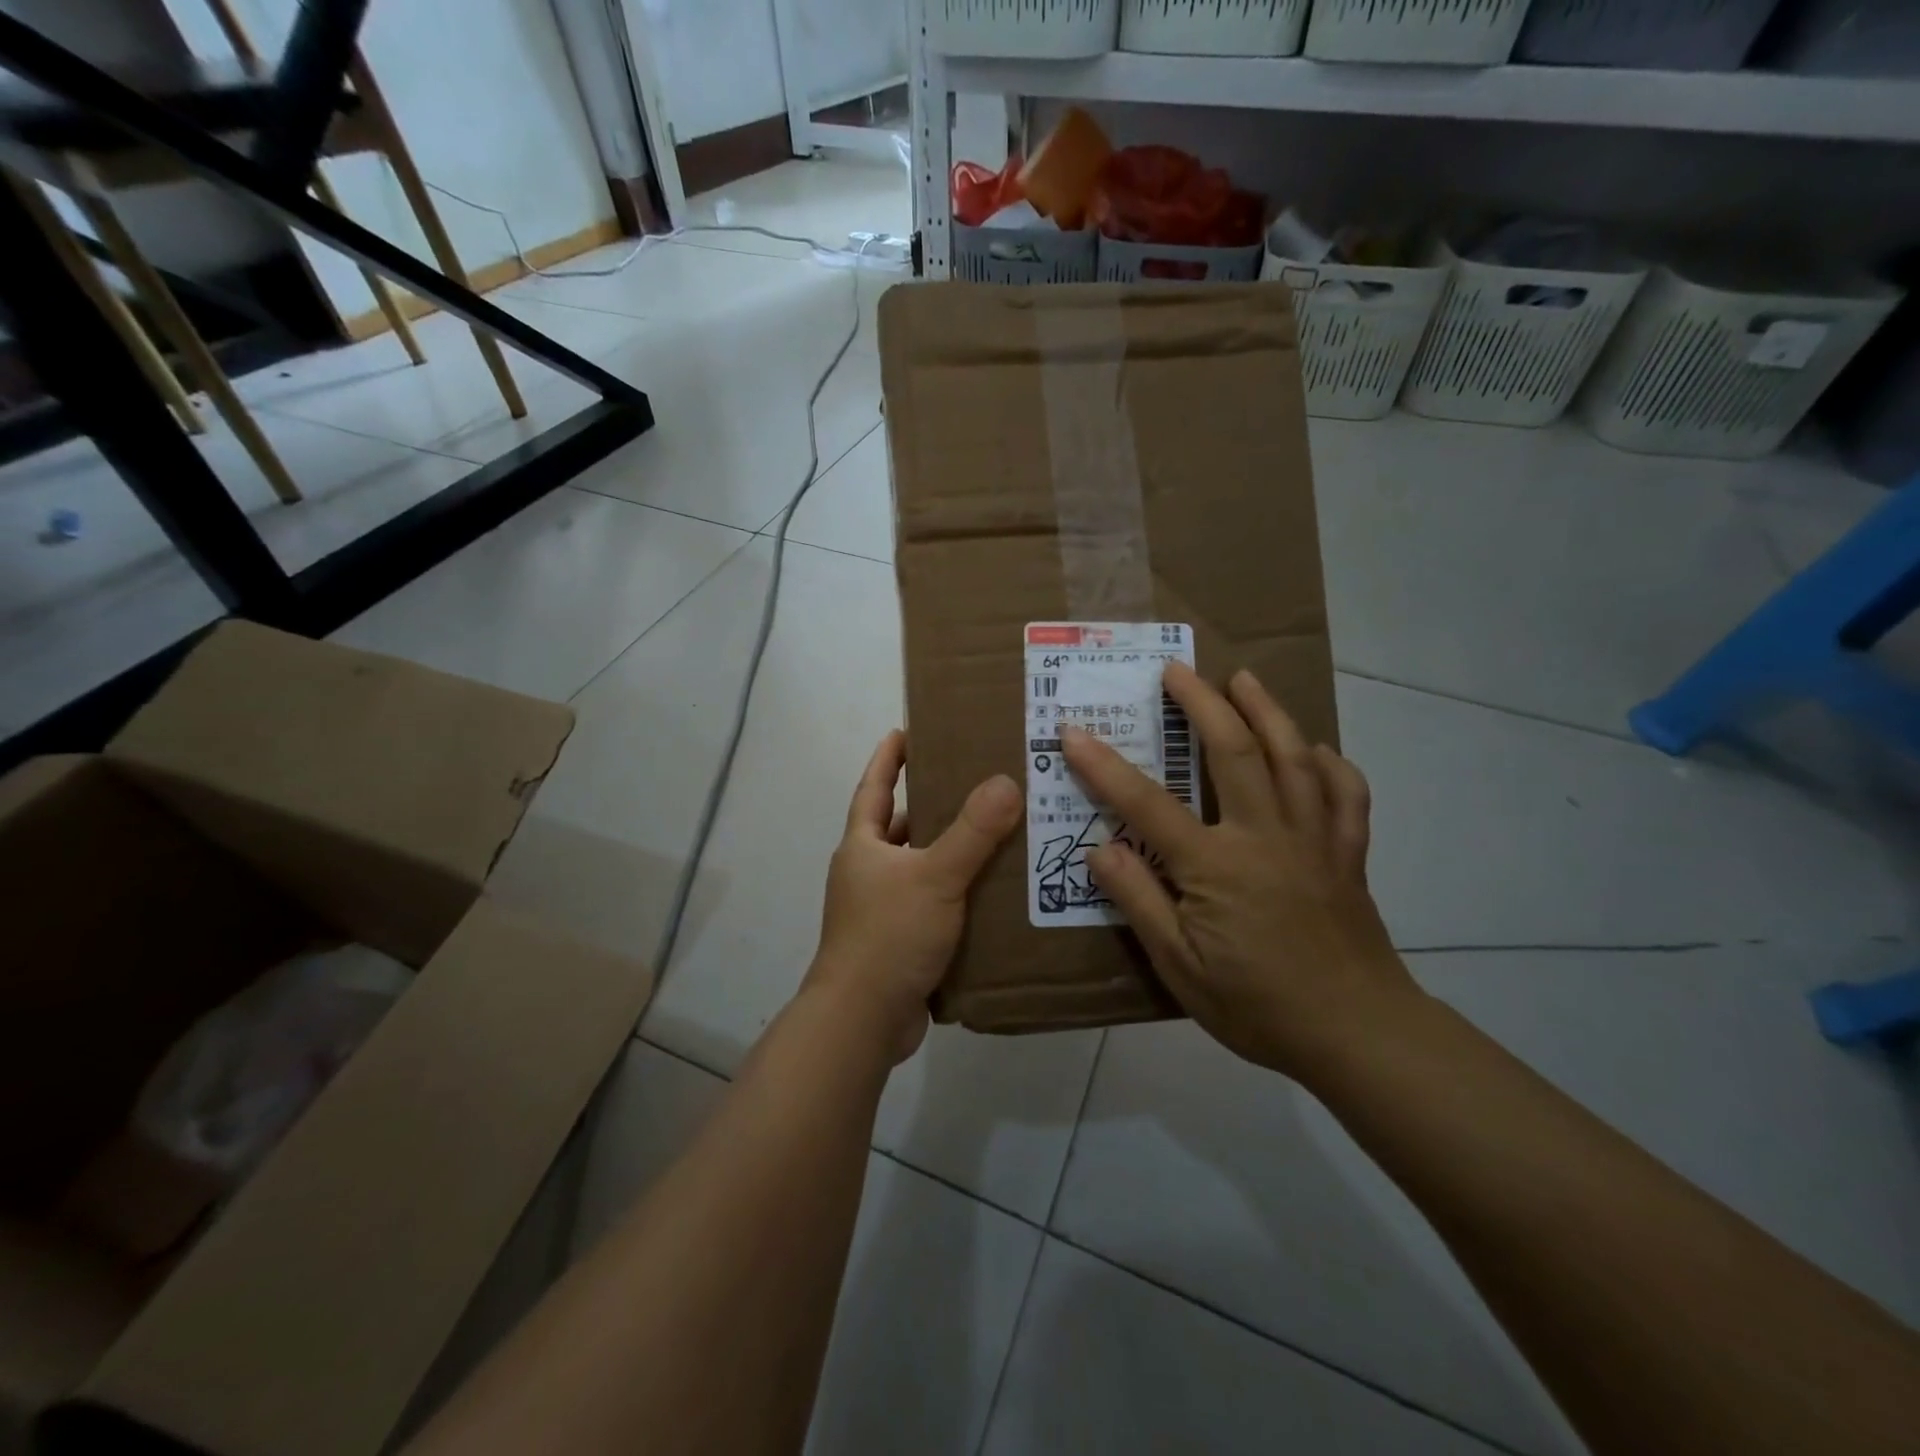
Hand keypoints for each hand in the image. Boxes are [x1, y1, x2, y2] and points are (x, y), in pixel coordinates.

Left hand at [809, 730, 1021, 1062]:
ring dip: (950, 853)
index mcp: (863, 846)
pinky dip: (957, 893)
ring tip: (996, 834)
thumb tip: (1005, 781)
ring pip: (920, 868)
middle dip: (932, 804)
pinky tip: (992, 892)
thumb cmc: (889, 935)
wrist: (863, 1020)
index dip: (888, 758)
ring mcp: (881, 910)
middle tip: (976, 782)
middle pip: (900, 827)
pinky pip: (933, 904)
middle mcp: (867, 872)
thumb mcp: (935, 876)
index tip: (906, 729)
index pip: (874, 787)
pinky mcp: (899, 942)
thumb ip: (972, 831)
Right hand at [1060, 663, 1417, 1080]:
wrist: (1359, 1035)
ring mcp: (1313, 839)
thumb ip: (1139, 902)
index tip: (1074, 731)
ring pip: (1292, 757)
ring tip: (1245, 679)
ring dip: (1266, 711)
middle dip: (1201, 704)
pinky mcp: (1347, 854)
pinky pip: (1345, 795)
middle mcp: (1265, 835)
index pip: (1146, 803)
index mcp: (1216, 865)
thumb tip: (1101, 848)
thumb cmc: (1258, 1005)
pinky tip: (1317, 750)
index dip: (1104, 765)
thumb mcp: (1180, 967)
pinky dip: (1332, 764)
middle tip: (1177, 669)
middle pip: (1232, 752)